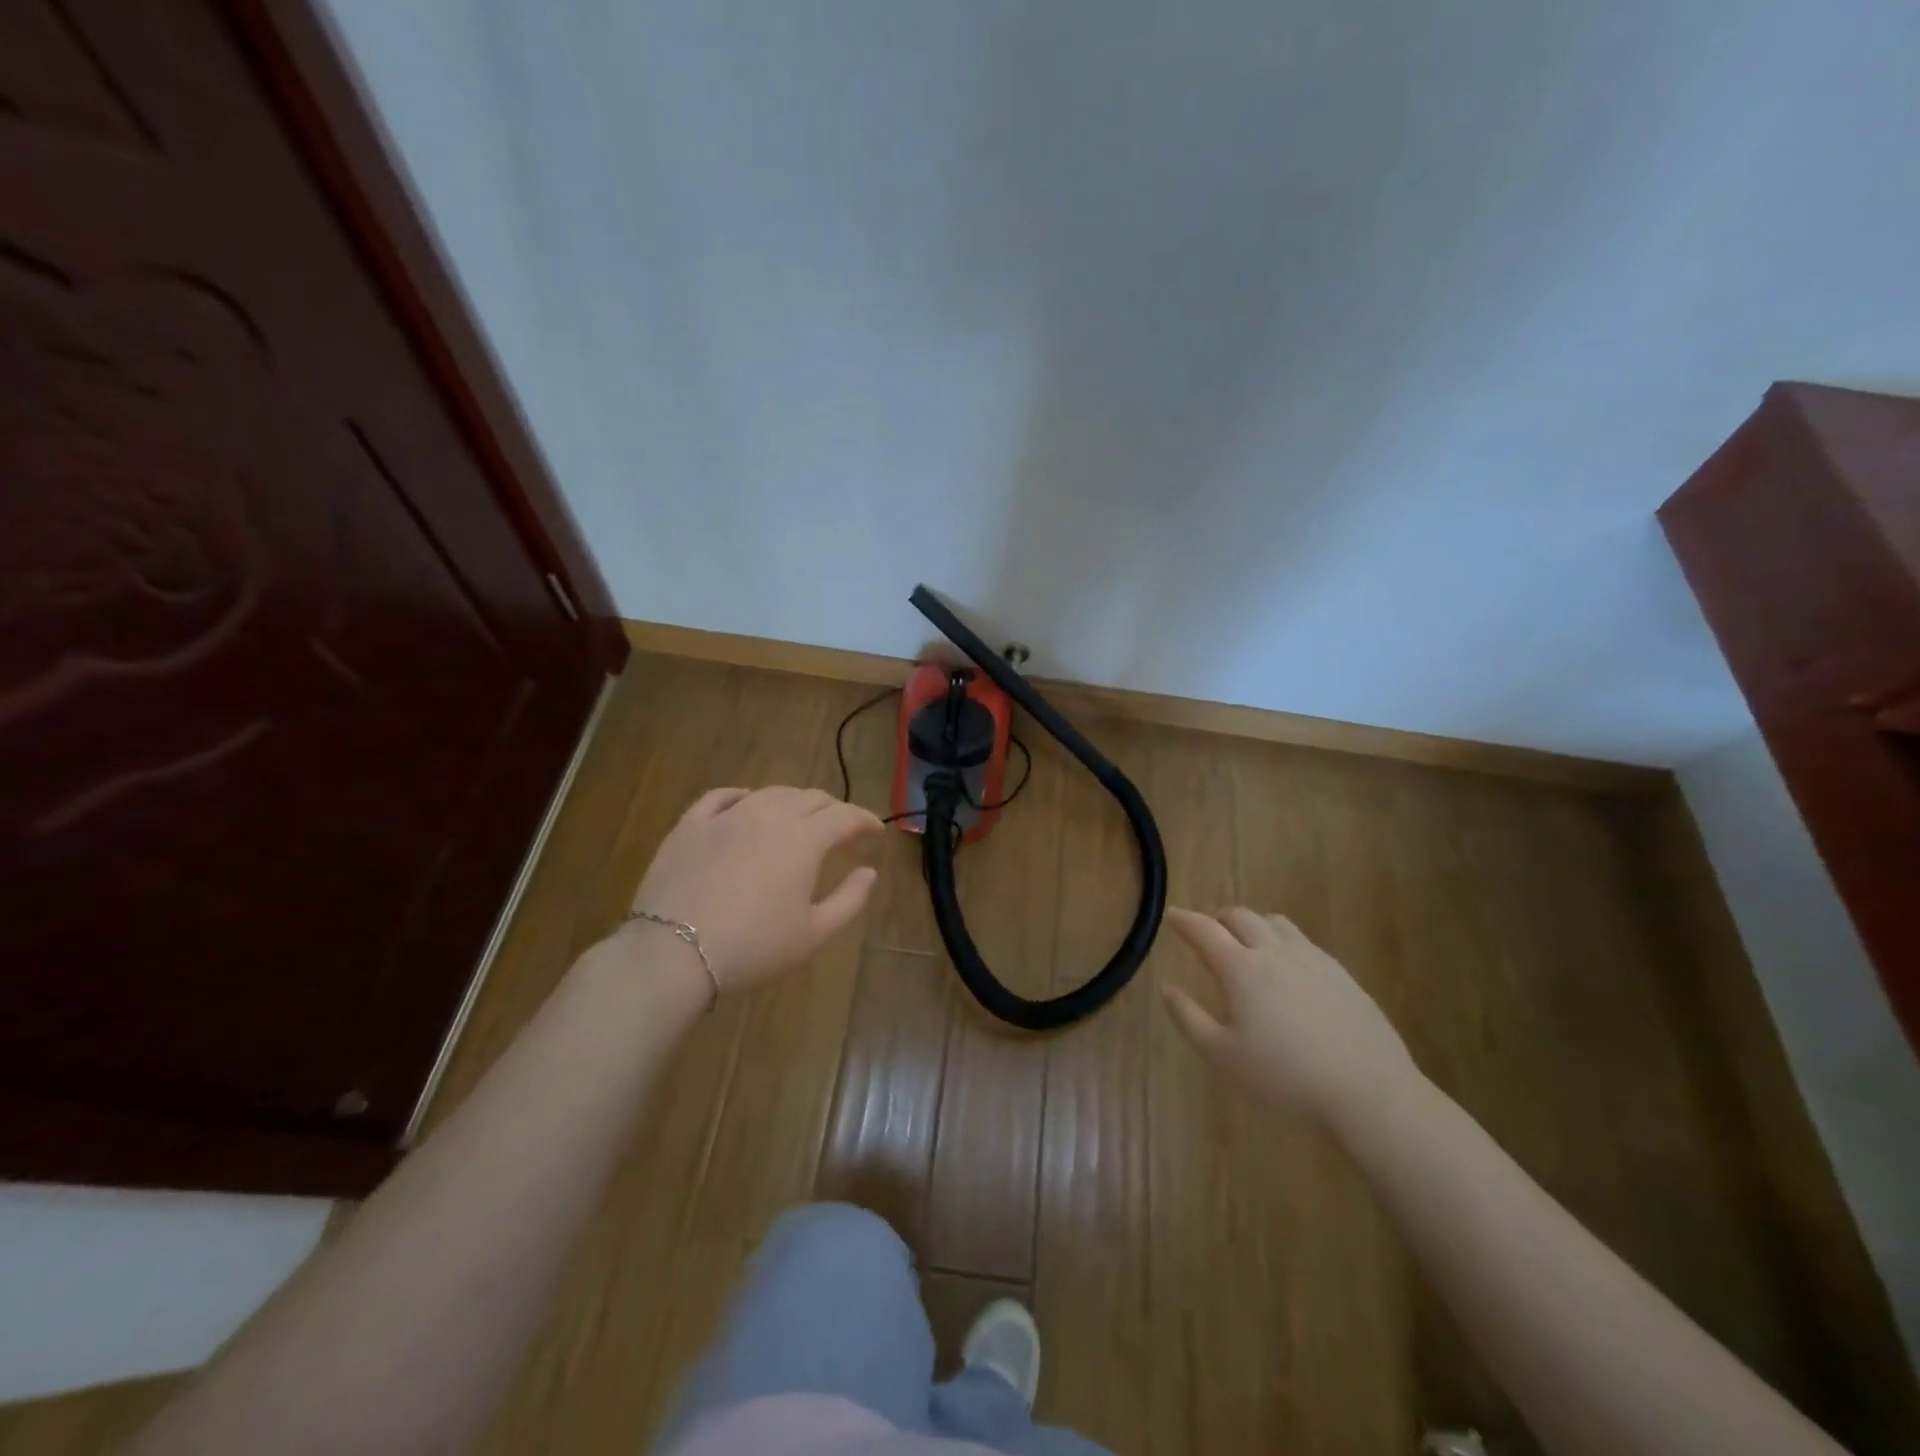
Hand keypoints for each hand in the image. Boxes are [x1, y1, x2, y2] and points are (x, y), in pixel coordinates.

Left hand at [624, 787, 884, 991]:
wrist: (674, 952)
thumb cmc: (754, 947)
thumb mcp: (814, 933)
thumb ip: (850, 899)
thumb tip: (869, 872)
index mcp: (804, 839)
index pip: (845, 816)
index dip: (865, 820)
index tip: (876, 831)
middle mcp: (769, 815)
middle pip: (810, 798)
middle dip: (833, 809)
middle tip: (842, 828)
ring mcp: (727, 816)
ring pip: (770, 793)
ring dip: (794, 801)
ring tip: (800, 818)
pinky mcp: (691, 825)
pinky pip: (721, 797)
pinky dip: (743, 796)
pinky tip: (746, 803)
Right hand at [1161, 906, 1418, 1120]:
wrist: (1369, 1093)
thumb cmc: (1285, 1077)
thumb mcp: (1222, 1057)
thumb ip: (1189, 1018)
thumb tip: (1167, 988)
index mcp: (1241, 969)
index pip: (1204, 931)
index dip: (1184, 920)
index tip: (1171, 914)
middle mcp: (1275, 952)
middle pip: (1241, 917)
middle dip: (1218, 919)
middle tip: (1208, 933)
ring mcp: (1313, 960)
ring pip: (1276, 923)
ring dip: (1253, 925)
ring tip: (1248, 944)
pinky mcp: (1342, 975)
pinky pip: (1304, 942)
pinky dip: (1284, 942)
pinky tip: (1289, 970)